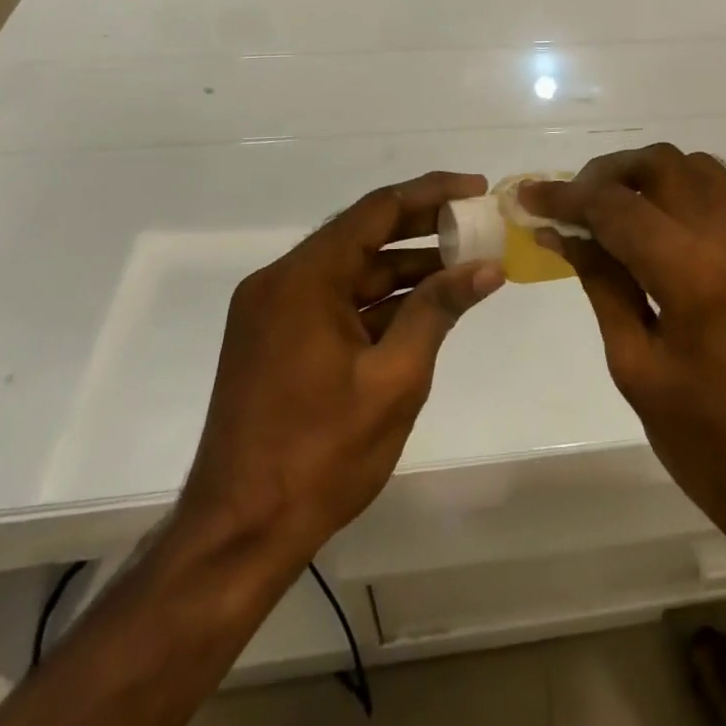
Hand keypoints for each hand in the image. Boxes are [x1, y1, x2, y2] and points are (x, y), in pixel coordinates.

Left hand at [175, 172, 504, 566]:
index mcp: (304, 279)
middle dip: (423, 228)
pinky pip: (336, 300)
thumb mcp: (395, 379)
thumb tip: (487, 266)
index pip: (377, 210)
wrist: (238, 536)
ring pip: (352, 270)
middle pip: (363, 234)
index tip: (476, 189)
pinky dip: (379, 300)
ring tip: (463, 265)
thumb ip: (438, 310)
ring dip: (405, 267)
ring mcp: (275, 311)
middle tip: (477, 224)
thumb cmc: (320, 456)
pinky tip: (424, 305)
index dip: (432, 194)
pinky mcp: (276, 339)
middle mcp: (282, 281)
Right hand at [524, 147, 725, 542]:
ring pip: (698, 167)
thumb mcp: (638, 369)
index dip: (566, 196)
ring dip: (649, 175)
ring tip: (615, 211)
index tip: (531, 196)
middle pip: (661, 164)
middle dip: (608, 173)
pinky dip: (686, 191)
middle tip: (573, 204)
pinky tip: (663, 228)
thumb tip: (564, 235)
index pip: (616, 205)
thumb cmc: (715, 446)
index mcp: (694, 269)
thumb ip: (603, 284)